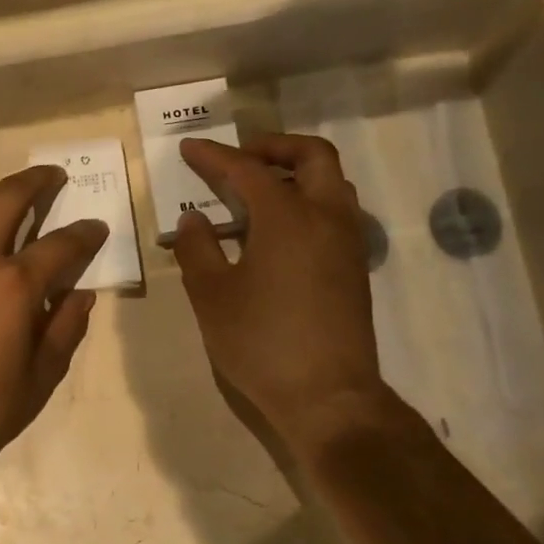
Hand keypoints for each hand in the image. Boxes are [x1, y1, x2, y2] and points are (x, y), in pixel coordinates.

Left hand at [0, 166, 108, 471]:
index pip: (61, 245)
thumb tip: (80, 294)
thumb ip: (65, 330)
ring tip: (7, 204)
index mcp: (13, 286)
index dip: (86, 234)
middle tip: (54, 178)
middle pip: (8, 196)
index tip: (97, 228)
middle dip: (37, 181)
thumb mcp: (39, 380)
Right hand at [173, 135, 405, 458]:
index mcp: (287, 217)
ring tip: (258, 194)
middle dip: (273, 147)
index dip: (214, 156)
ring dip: (296, 173)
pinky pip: (335, 213)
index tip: (189, 148)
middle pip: (312, 156)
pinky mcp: (355, 268)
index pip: (247, 170)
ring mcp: (348, 242)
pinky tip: (278, 233)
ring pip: (331, 183)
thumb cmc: (261, 342)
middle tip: (240, 159)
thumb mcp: (211, 296)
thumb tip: (194, 219)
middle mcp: (326, 217)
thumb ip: (197, 250)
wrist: (327, 395)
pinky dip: (308, 202)